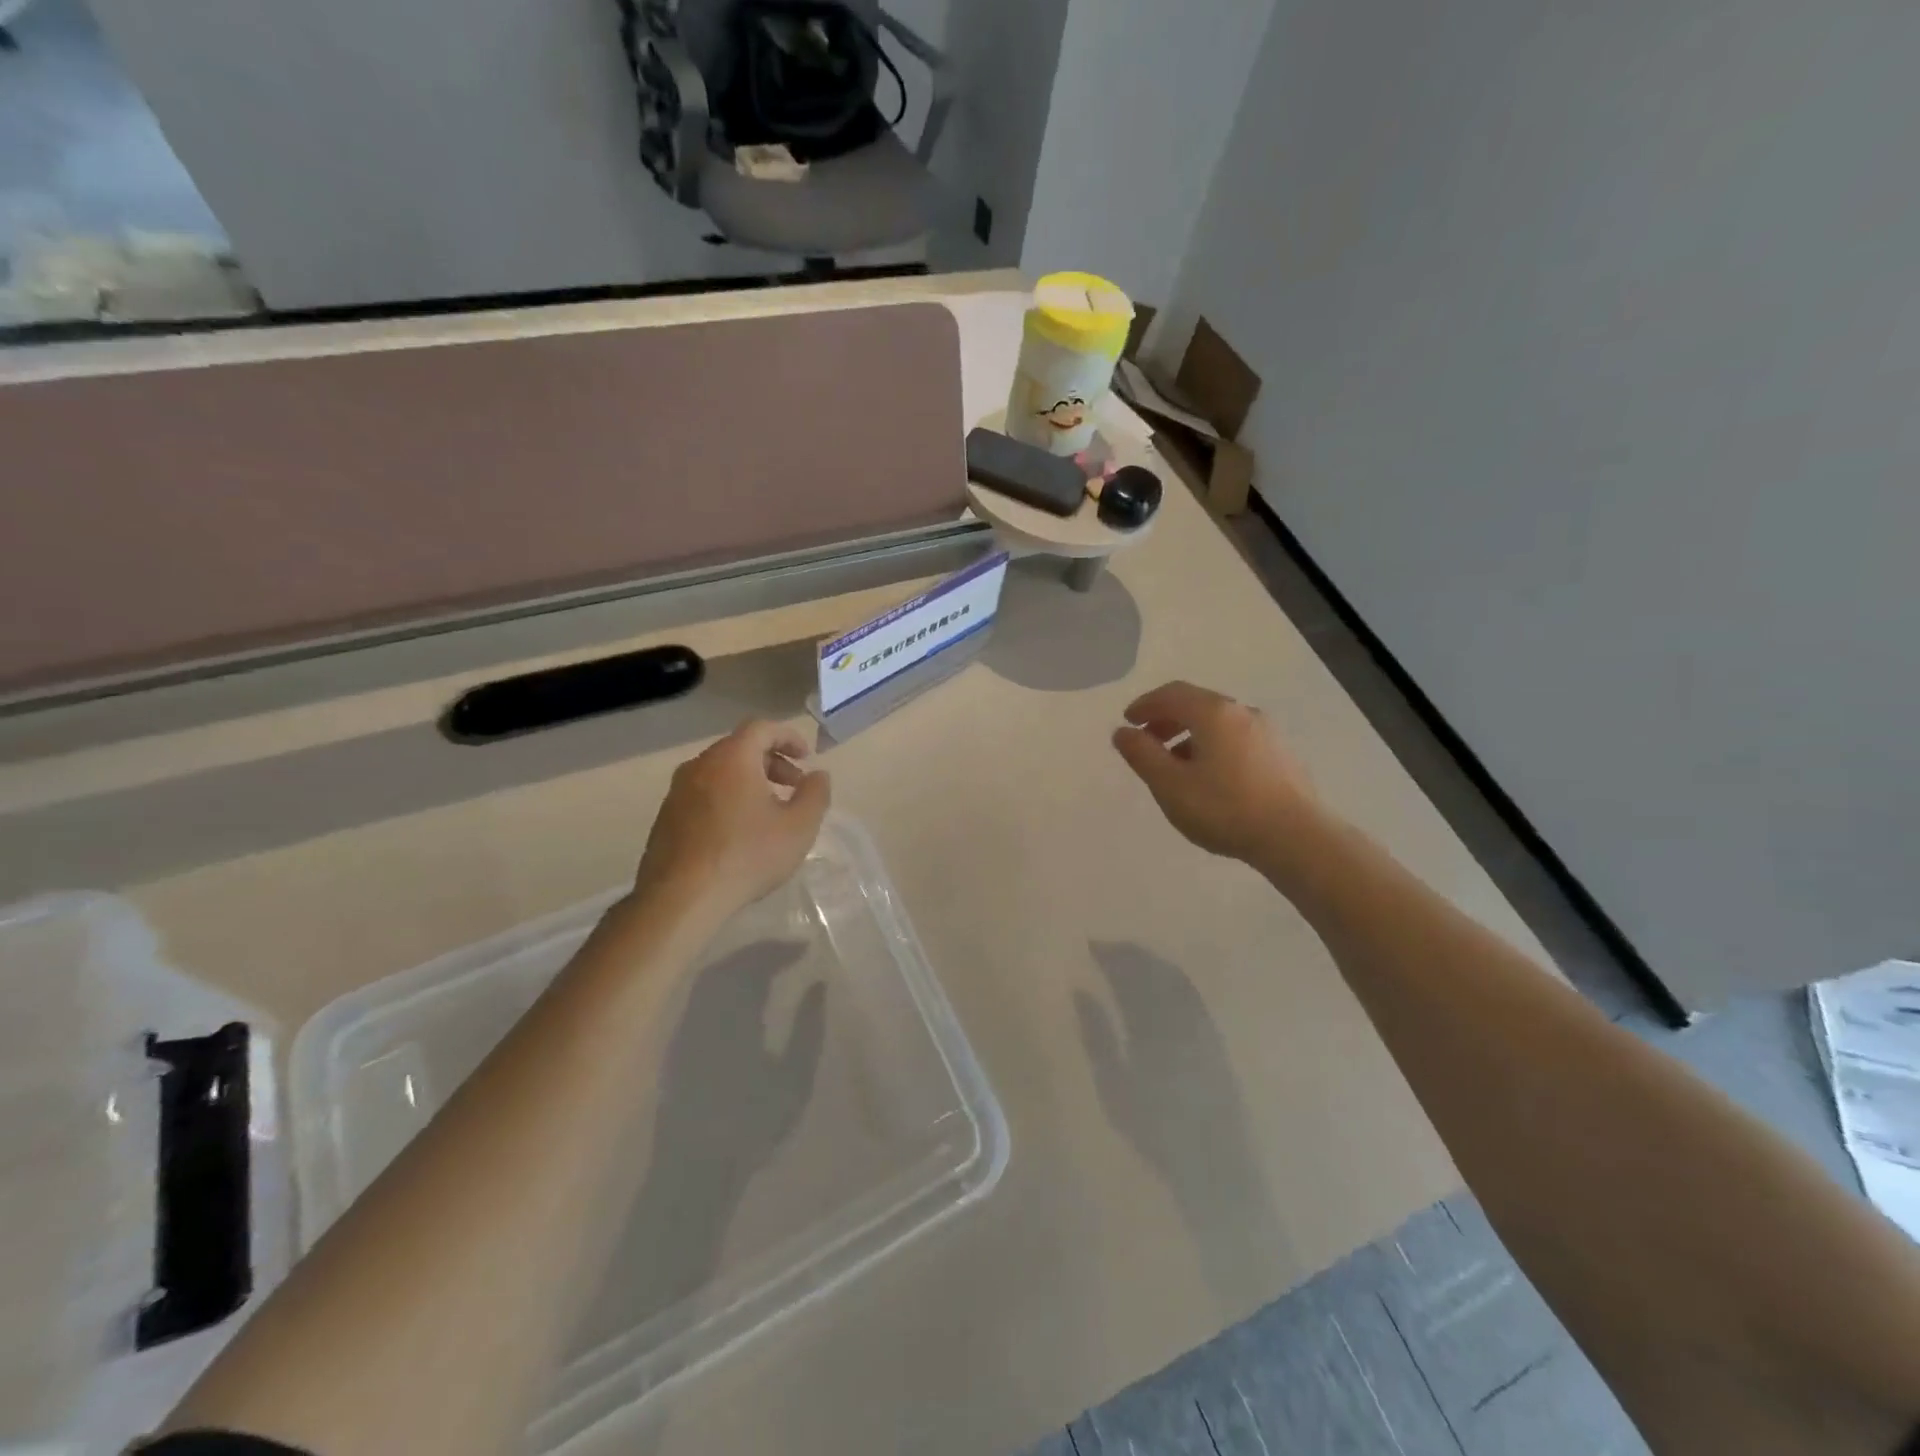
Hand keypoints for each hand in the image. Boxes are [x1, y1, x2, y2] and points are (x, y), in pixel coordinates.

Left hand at [634, 719, 830, 922]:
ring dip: (749, 781)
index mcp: (732, 758)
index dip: (788, 736)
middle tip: (794, 786)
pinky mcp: (666, 817)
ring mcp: (677, 791)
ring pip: (720, 772)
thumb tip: (818, 775)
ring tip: (769, 811)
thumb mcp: (799, 827)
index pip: (761, 728)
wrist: (681, 898)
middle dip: (772, 761)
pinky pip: (703, 794)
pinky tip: (738, 831)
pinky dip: (727, 798)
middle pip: (739, 748)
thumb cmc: (747, 855)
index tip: (807, 757)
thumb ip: (815, 794)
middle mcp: (700, 765)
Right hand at [1111, 681, 1314, 867]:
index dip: (1145, 704)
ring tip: (1174, 766)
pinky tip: (1210, 778)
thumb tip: (1122, 732)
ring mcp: (1267, 733)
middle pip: (1197, 704)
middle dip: (1166, 719)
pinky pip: (1237, 740)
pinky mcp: (1282, 755)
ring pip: (1218, 724)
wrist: (1297, 837)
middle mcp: (1242, 712)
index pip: (1172, 694)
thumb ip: (1142, 755)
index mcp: (1213, 713)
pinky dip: (1213, 747)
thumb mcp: (1170, 785)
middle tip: (1146, 742)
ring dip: (1189, 736)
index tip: (1127, 721)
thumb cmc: (1225, 808)